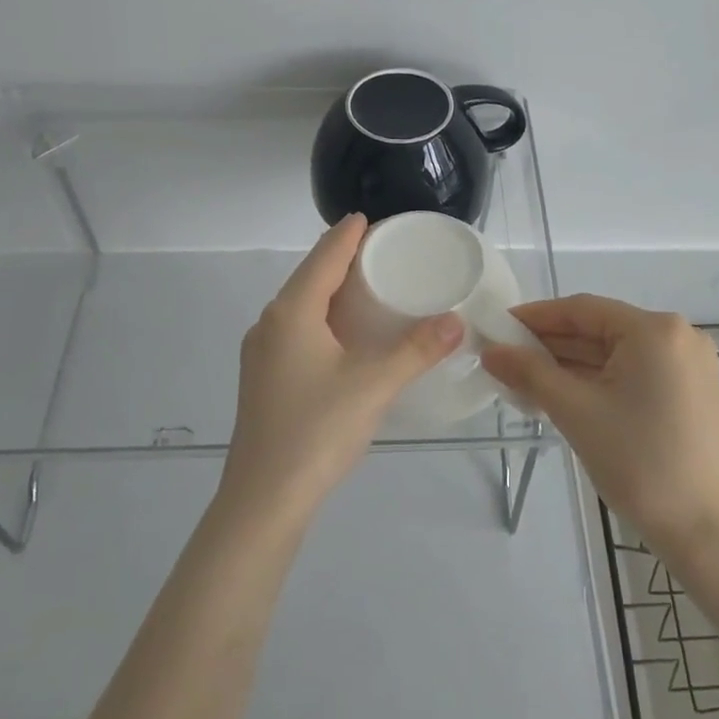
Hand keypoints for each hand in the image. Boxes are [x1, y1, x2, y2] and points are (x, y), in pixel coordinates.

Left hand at [220, 214, 464, 523]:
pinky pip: (297, 329)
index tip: (373, 218)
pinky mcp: (264, 378)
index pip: (325, 256)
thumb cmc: (316, 431)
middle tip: (384, 251)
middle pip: (310, 276)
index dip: (349, 234)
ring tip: (370, 286)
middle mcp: (270, 323)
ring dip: (332, 289)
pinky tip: (345, 334)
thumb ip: (417, 350)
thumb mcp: (374, 386)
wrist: (263, 500)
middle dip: (343, 258)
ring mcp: (262, 352)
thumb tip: (457, 321)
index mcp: (292, 312)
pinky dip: (323, 317)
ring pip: (301, 305)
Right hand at [482, 295, 718, 554]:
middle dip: (551, 344)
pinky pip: (634, 372)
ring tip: (525, 378)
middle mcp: (678, 335)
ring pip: (616, 353)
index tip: (499, 327)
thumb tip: (491, 351)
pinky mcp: (691, 391)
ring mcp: (689, 364)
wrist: (703, 529)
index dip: (536, 317)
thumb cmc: (638, 462)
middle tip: (505, 356)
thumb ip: (529, 372)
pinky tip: (564, 392)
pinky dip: (599, 380)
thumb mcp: (575, 411)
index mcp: (655, 329)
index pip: (583, 310)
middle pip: (600, 329)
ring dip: (572, 364)